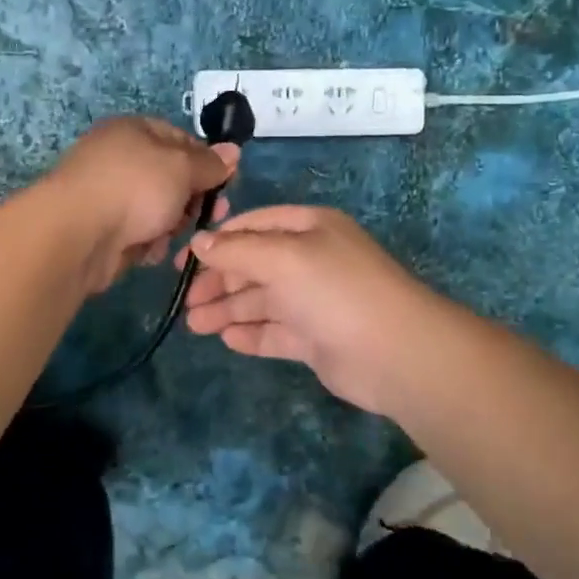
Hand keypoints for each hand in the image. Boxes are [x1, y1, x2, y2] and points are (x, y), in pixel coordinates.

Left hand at [47, 118, 238, 293]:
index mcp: (134, 130)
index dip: (206, 160)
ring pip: (157, 209)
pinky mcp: (101, 229)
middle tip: (211, 216)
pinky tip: (148, 251)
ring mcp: (107, 195)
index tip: (226, 183)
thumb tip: (232, 152)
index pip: (180, 138)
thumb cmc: (135, 188)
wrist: (77, 234)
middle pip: (170, 178)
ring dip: (171, 225)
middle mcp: (119, 158)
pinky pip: (138, 233)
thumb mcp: (182, 168)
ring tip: (172, 236)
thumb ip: (209, 163)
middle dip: (192, 198)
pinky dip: (147, 242)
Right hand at [181, 207, 441, 413]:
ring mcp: (315, 301)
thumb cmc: (335, 290)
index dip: (217, 242)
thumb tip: (199, 242)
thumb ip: (237, 250)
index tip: (182, 262)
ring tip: (195, 326)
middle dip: (219, 282)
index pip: (254, 226)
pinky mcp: (317, 339)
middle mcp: (312, 260)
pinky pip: (276, 332)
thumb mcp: (282, 257)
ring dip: (228, 310)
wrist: (395, 353)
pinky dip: (252, 334)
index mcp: (309, 228)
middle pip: (255, 266)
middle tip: (186, 303)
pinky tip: (227, 340)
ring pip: (262, 301)